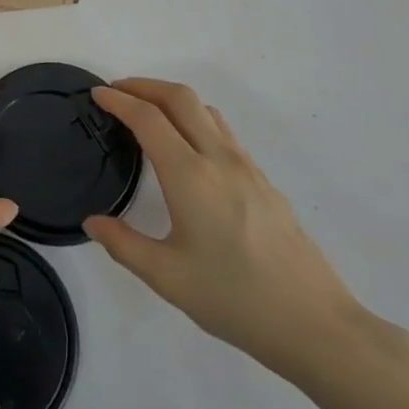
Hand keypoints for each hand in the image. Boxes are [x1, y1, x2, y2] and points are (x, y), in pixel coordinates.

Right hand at [84, 78, 369, 383]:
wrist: (316, 324)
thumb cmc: (235, 299)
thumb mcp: (168, 277)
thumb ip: (124, 245)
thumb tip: (93, 222)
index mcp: (190, 176)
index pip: (148, 119)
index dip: (119, 100)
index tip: (97, 93)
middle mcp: (219, 159)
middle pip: (180, 97)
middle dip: (145, 85)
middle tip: (117, 91)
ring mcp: (247, 167)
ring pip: (206, 110)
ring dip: (172, 99)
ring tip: (148, 113)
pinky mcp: (264, 181)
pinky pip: (223, 132)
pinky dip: (195, 120)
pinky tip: (188, 149)